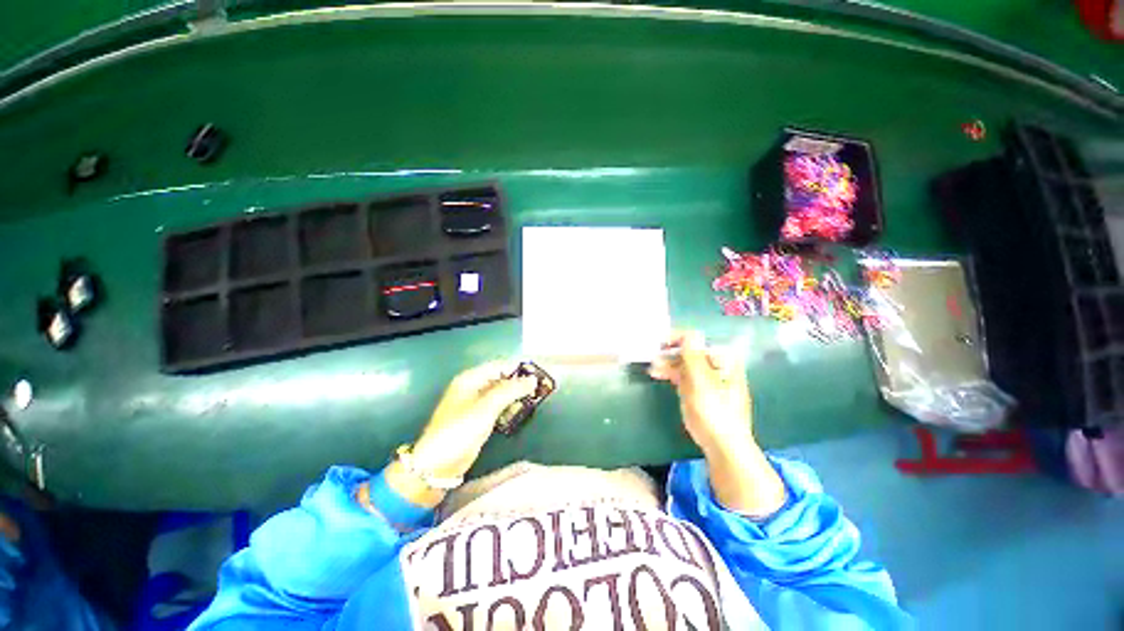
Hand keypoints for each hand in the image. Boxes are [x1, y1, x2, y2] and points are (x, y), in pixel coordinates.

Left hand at [411, 362, 538, 479]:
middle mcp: (473, 387)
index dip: (517, 369)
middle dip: (518, 384)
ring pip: (501, 394)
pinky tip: (517, 414)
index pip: (499, 365)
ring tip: (530, 403)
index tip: (537, 377)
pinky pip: (498, 407)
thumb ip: (511, 390)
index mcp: (471, 379)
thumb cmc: (461, 429)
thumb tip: (532, 380)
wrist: (439, 464)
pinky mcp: (479, 419)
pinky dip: (508, 408)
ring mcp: (475, 404)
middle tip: (537, 392)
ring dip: (515, 397)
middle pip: (501, 379)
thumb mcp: (487, 406)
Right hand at [650, 331, 784, 516]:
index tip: (658, 343)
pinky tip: (659, 374)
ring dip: (668, 364)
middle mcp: (717, 364)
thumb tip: (689, 333)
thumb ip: (694, 357)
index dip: (676, 338)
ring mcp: (709, 378)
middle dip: (669, 353)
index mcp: (723, 359)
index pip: (697, 340)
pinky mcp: (701, 390)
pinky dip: (671, 373)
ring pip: (685, 364)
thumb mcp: (701, 383)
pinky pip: (684, 375)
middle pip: (689, 351)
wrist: (724, 446)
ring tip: (652, 368)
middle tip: (651, 356)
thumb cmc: (714, 412)